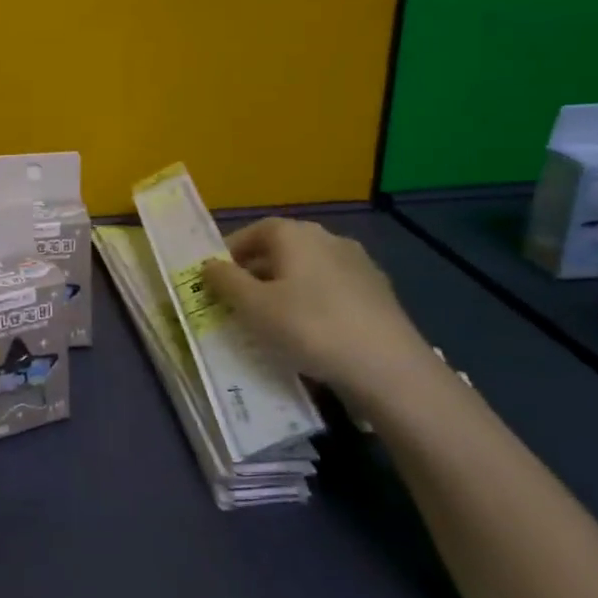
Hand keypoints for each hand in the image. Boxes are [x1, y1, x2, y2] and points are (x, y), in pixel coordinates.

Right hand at [203, 217, 435, 401]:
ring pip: (307, 270)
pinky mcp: (378, 293)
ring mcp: (358, 264)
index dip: (230, 252)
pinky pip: (331, 290)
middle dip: (255, 272)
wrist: (388, 367)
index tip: (215, 278)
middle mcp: (328, 238)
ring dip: (284, 288)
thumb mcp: (253, 307)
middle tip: (237, 302)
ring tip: (270, 321)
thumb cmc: (309, 327)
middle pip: (281, 249)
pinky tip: (309, 332)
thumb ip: (225, 281)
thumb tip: (208, 265)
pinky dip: (312, 302)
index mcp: (295, 234)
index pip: (254, 231)